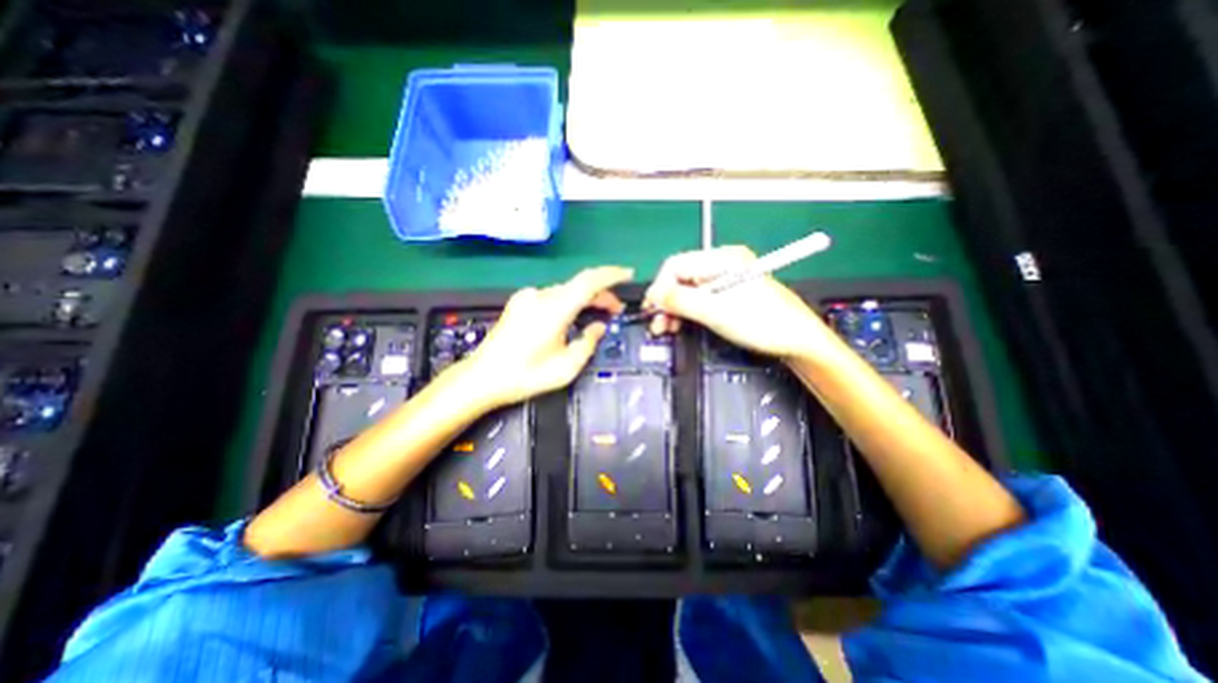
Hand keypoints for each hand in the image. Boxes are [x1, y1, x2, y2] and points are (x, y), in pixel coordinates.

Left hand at [466, 263, 633, 403]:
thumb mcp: (566, 367)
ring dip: (584, 299)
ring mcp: (527, 298)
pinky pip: (552, 296)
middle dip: (601, 294)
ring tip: (597, 315)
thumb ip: (588, 342)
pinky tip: (572, 317)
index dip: (611, 275)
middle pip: (578, 285)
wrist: (482, 378)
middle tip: (616, 310)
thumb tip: (599, 327)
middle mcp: (541, 296)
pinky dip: (568, 302)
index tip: (628, 274)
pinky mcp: (519, 303)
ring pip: (565, 291)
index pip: (589, 281)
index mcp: (554, 309)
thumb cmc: (525, 376)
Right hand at [642, 246, 833, 363]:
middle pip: (680, 277)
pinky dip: (686, 312)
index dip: (660, 287)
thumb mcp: (716, 311)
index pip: (676, 265)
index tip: (652, 309)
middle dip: (665, 300)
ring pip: (687, 290)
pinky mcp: (726, 295)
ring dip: (673, 308)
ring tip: (666, 327)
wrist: (797, 341)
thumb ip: (681, 301)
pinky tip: (679, 324)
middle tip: (657, 323)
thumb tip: (654, 296)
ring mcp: (724, 280)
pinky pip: (698, 299)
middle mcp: (721, 265)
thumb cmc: (762, 323)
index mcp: (722, 259)